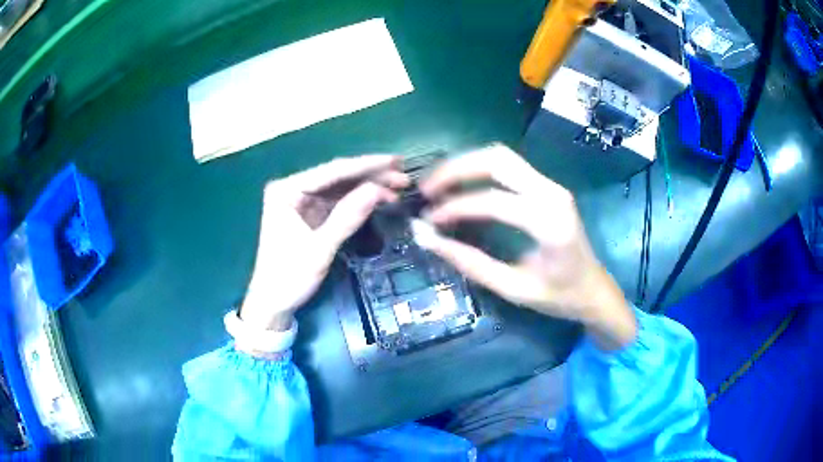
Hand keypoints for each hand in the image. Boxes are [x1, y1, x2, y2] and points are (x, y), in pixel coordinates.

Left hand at [240, 155, 408, 331]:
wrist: (272, 303)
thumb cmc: (289, 277)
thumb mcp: (319, 248)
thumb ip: (347, 217)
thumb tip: (378, 190)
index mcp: (287, 190)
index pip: (332, 171)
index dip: (366, 165)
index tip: (396, 161)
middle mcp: (294, 189)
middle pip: (338, 176)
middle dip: (371, 175)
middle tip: (403, 176)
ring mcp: (302, 201)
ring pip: (341, 188)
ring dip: (368, 187)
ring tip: (398, 187)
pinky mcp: (310, 214)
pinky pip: (338, 202)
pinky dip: (359, 201)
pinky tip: (379, 199)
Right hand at [418, 144, 635, 350]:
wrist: (594, 289)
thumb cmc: (560, 296)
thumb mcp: (513, 288)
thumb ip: (471, 263)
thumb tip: (429, 239)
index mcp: (550, 223)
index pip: (493, 201)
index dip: (455, 208)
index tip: (429, 221)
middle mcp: (553, 194)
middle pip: (497, 160)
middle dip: (456, 169)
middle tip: (427, 190)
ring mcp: (552, 186)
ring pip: (501, 156)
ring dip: (466, 164)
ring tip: (439, 184)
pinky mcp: (548, 187)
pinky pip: (508, 165)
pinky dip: (479, 169)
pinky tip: (461, 185)